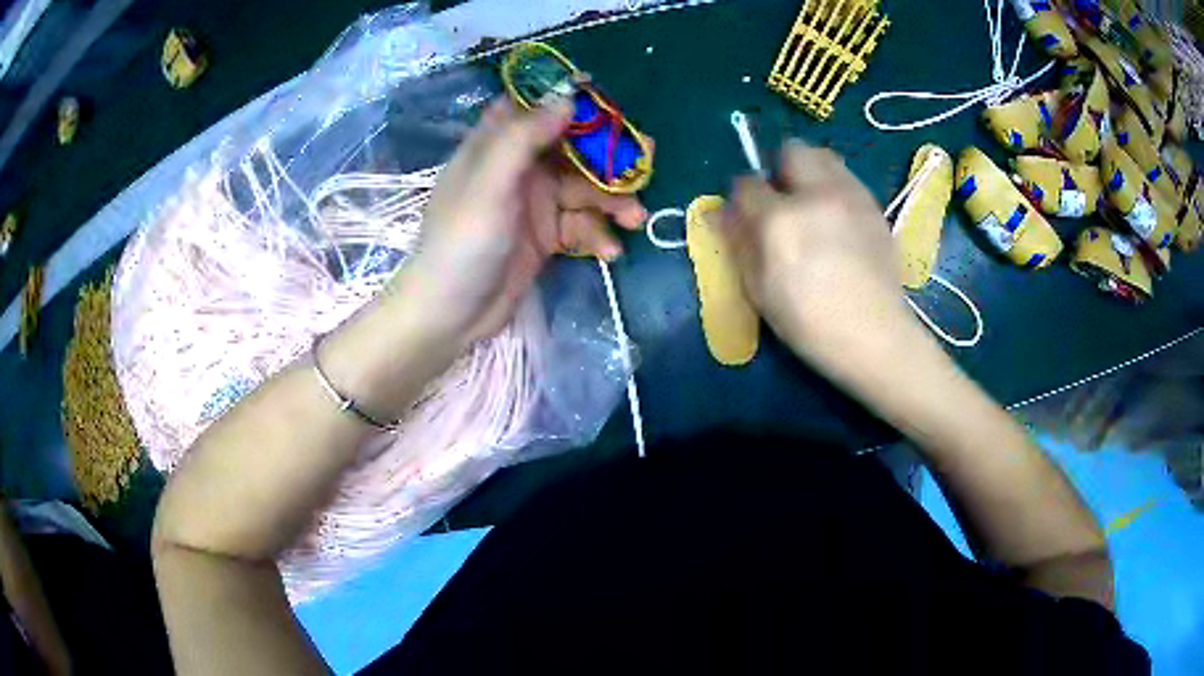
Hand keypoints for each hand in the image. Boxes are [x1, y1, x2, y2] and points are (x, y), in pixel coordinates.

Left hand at [399, 97, 646, 347]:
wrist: (451, 316)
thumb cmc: (462, 243)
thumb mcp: (489, 185)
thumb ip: (524, 138)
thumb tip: (567, 97)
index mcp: (495, 147)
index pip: (535, 109)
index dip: (569, 101)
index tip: (607, 105)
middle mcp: (518, 169)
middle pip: (571, 149)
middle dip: (608, 156)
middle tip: (646, 160)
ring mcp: (534, 204)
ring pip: (584, 189)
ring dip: (612, 202)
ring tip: (635, 219)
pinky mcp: (546, 237)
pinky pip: (581, 225)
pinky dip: (598, 235)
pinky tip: (610, 251)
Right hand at [724, 141, 910, 365]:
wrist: (875, 338)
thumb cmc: (810, 324)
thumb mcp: (760, 291)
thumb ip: (739, 244)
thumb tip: (722, 213)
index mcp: (780, 221)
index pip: (747, 184)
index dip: (741, 197)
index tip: (746, 214)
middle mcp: (817, 195)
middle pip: (792, 151)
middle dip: (780, 169)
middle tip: (782, 201)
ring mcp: (851, 197)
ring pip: (825, 157)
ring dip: (810, 173)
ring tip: (813, 206)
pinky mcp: (875, 208)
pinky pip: (848, 179)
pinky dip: (836, 189)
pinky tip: (839, 221)